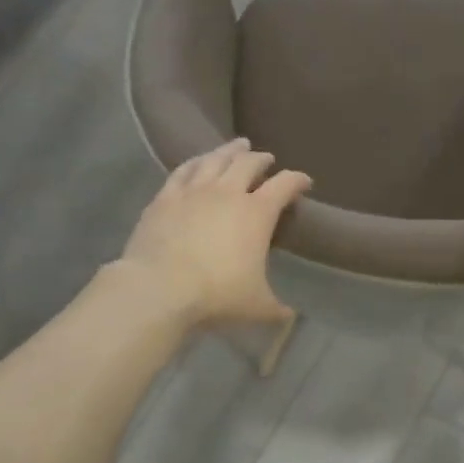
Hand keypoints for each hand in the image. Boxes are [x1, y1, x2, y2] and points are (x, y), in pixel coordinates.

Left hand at [118, 139, 310, 328]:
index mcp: (257, 213)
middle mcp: (227, 192)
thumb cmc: (216, 294)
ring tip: (237, 145)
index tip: (304, 181)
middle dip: (261, 159)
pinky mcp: (165, 198)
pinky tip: (197, 162)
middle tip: (267, 159)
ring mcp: (193, 191)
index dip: (297, 180)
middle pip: (248, 164)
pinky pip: (183, 170)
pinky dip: (195, 162)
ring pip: (215, 159)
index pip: (284, 185)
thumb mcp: (256, 306)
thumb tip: (291, 317)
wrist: (159, 288)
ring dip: (229, 150)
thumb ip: (276, 309)